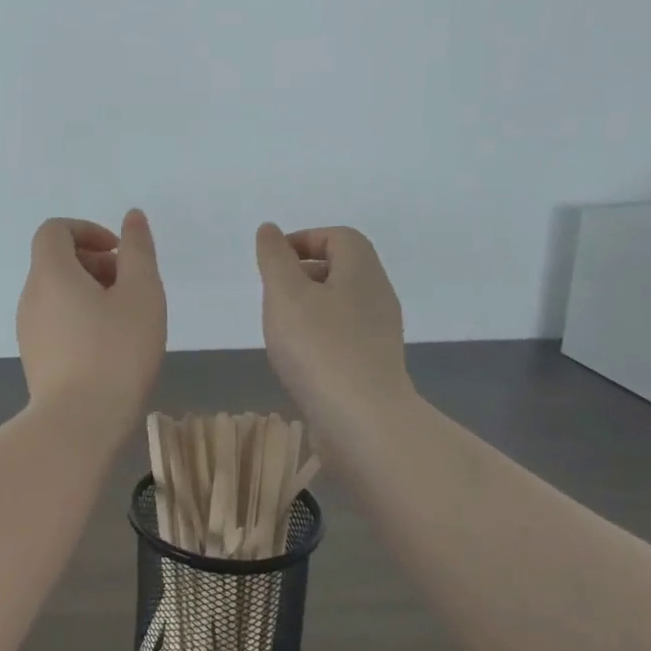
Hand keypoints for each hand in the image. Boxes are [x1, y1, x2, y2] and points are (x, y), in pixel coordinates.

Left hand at [17, 210, 166, 424]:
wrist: (79, 423)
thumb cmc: (116, 352)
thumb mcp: (141, 294)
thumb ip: (138, 251)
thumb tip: (131, 218)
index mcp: (50, 273)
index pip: (55, 230)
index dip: (87, 230)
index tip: (119, 253)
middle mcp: (30, 296)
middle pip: (57, 261)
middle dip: (96, 263)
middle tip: (131, 288)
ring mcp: (28, 330)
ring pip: (58, 293)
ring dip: (91, 292)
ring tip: (126, 320)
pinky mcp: (35, 358)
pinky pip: (56, 321)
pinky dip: (81, 318)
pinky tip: (110, 347)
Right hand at [255, 223, 413, 441]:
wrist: (363, 420)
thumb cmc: (319, 348)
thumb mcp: (285, 294)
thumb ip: (274, 259)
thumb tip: (270, 230)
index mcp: (361, 270)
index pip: (338, 237)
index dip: (304, 240)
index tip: (273, 262)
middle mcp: (377, 295)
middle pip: (342, 268)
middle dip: (303, 273)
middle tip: (272, 293)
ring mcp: (380, 331)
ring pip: (341, 302)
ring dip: (309, 306)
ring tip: (280, 327)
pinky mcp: (374, 362)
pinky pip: (344, 333)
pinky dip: (319, 334)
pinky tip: (299, 357)